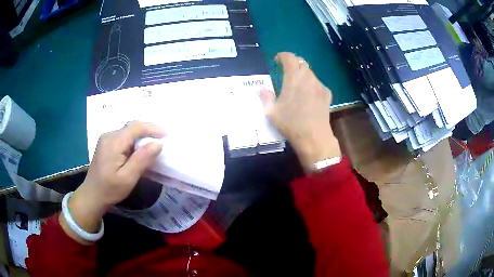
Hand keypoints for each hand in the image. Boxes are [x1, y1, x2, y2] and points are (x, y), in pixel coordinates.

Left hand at [60, 121, 164, 243]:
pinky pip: (123, 137)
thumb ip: (142, 159)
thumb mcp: (128, 178)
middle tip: (162, 138)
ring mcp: (106, 139)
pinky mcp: (106, 144)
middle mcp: (109, 135)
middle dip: (147, 130)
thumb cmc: (110, 189)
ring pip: (127, 131)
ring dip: (141, 135)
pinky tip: (138, 149)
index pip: (135, 127)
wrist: (92, 195)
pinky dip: (134, 140)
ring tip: (153, 144)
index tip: (166, 134)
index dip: (152, 128)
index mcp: (114, 142)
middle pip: (131, 126)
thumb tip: (158, 144)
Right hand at [261, 52, 340, 169]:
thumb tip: (262, 89)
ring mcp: (319, 85)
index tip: (277, 61)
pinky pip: (318, 83)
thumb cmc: (291, 123)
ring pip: (310, 73)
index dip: (282, 56)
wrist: (314, 137)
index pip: (289, 57)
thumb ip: (266, 97)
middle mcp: (308, 77)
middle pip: (301, 62)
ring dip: (302, 74)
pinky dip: (312, 84)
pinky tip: (309, 95)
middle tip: (286, 72)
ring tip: (297, 85)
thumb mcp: (272, 112)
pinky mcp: (327, 93)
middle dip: (293, 64)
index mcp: (293, 78)